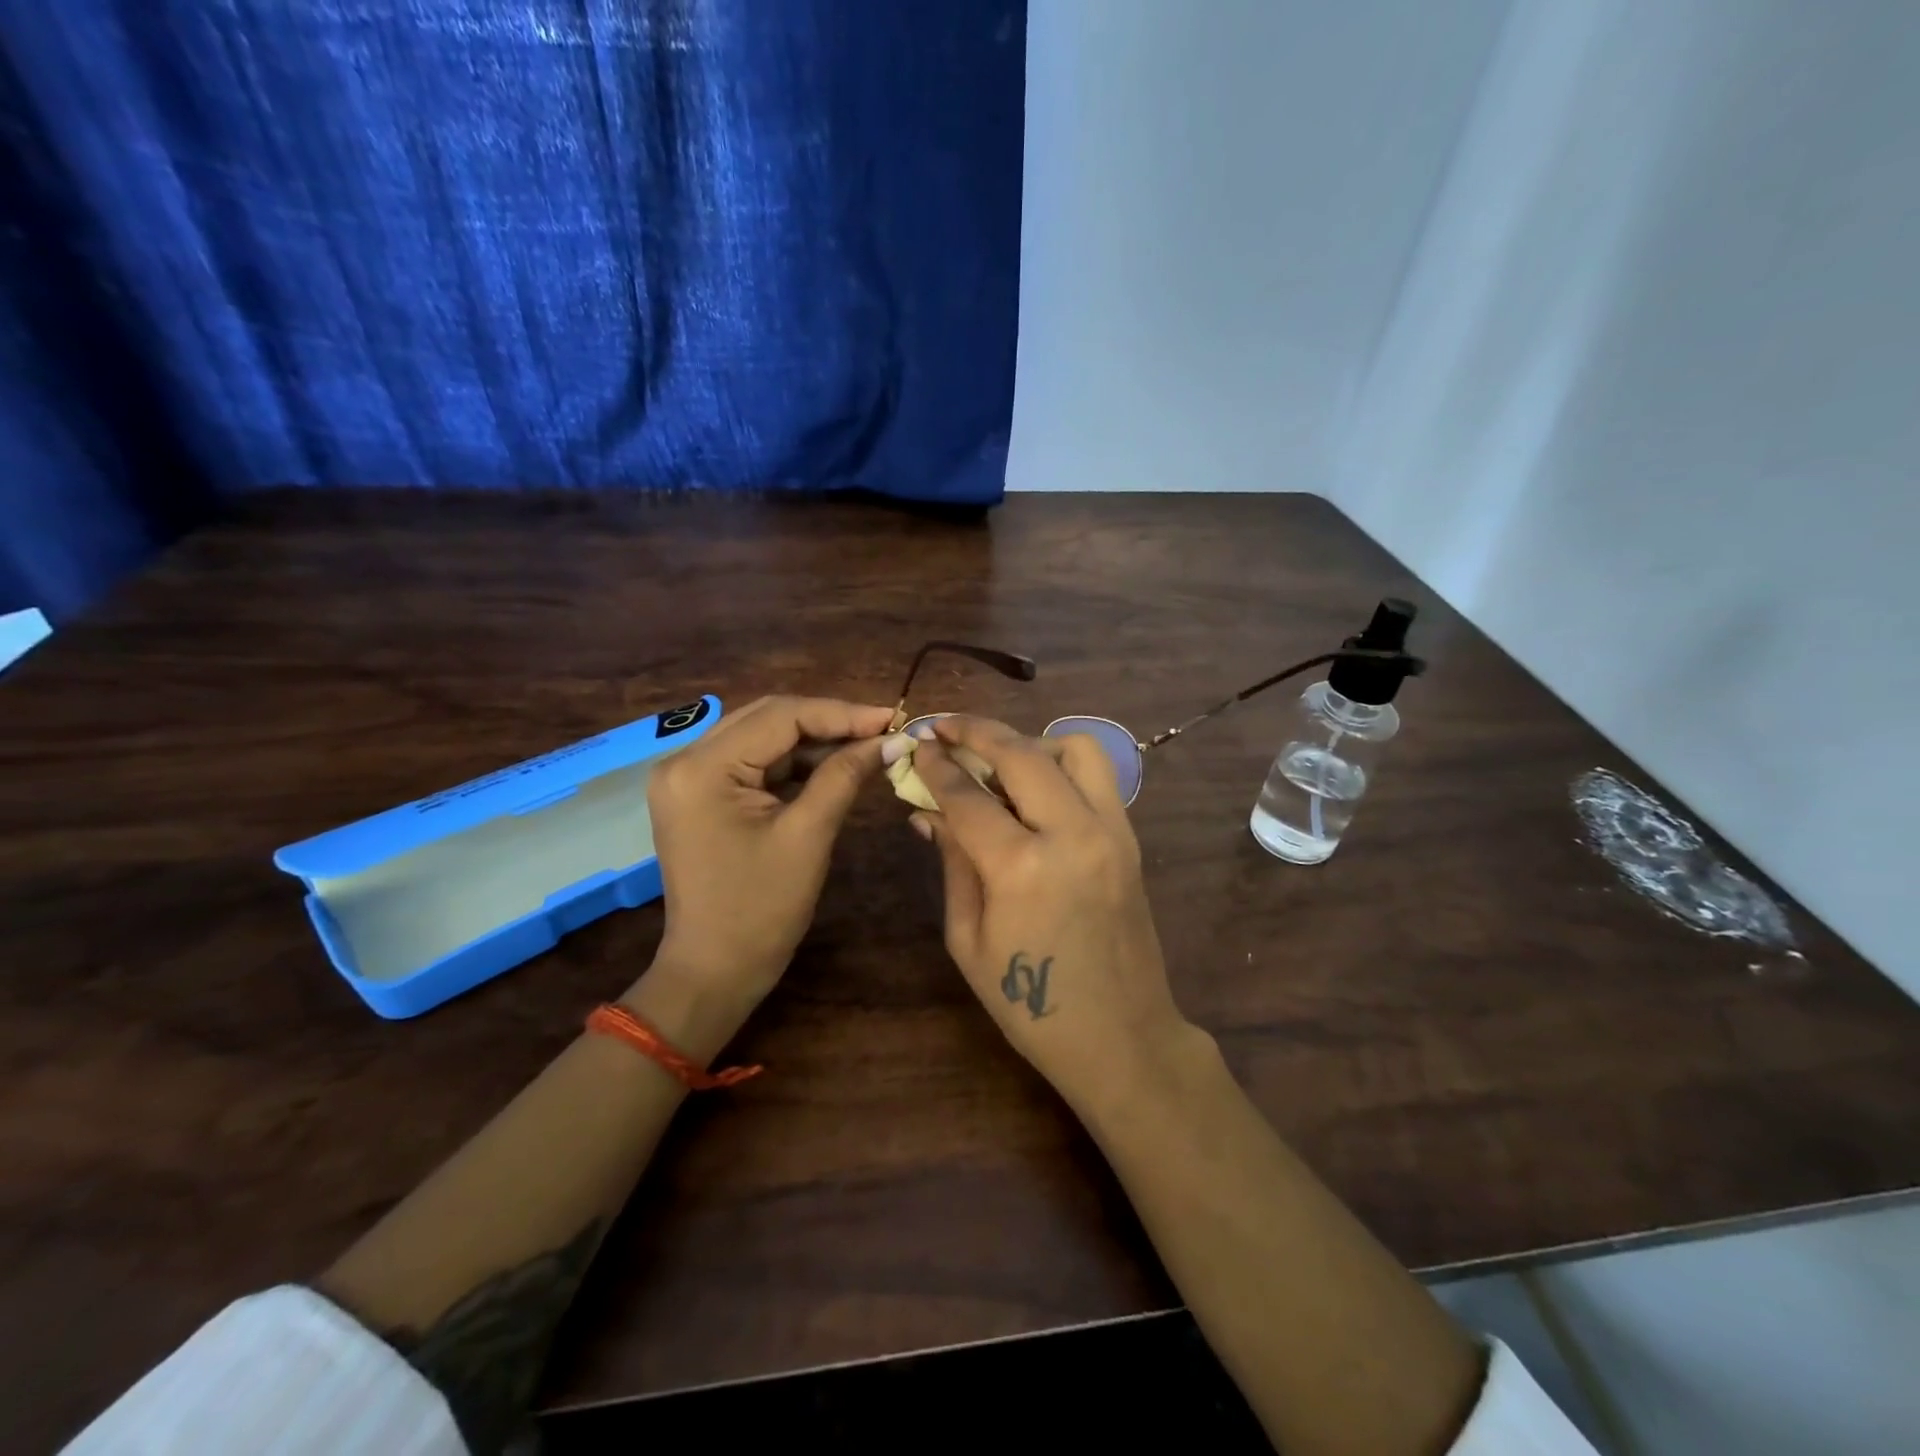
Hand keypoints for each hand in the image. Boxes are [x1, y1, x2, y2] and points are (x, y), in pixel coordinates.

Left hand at [643, 696, 893, 1007]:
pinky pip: (754, 762)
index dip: (840, 713)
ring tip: (867, 745)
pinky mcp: (700, 794)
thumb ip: (845, 776)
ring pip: (763, 737)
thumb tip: (891, 740)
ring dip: (814, 741)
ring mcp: (689, 777)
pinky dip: (794, 763)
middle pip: (768, 718)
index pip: (780, 716)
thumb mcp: (807, 836)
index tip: (891, 718)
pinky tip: (833, 765)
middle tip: (883, 729)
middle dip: (828, 721)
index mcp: (701, 768)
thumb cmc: (761, 910)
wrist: (714, 971)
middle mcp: (684, 760)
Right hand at [908, 715, 1202, 1113]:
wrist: (1121, 1037)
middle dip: (976, 731)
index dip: (936, 766)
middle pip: (1021, 753)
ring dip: (1030, 742)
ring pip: (1074, 748)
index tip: (917, 745)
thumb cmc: (1029, 1006)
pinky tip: (1036, 788)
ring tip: (1000, 762)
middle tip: (945, 727)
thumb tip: (929, 810)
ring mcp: (1111, 831)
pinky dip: (1062, 765)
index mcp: (1021, 868)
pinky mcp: (1130, 839)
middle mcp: (1071, 833)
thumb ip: (953, 862)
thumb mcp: (968, 939)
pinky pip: (1098, 776)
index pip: (968, 796)